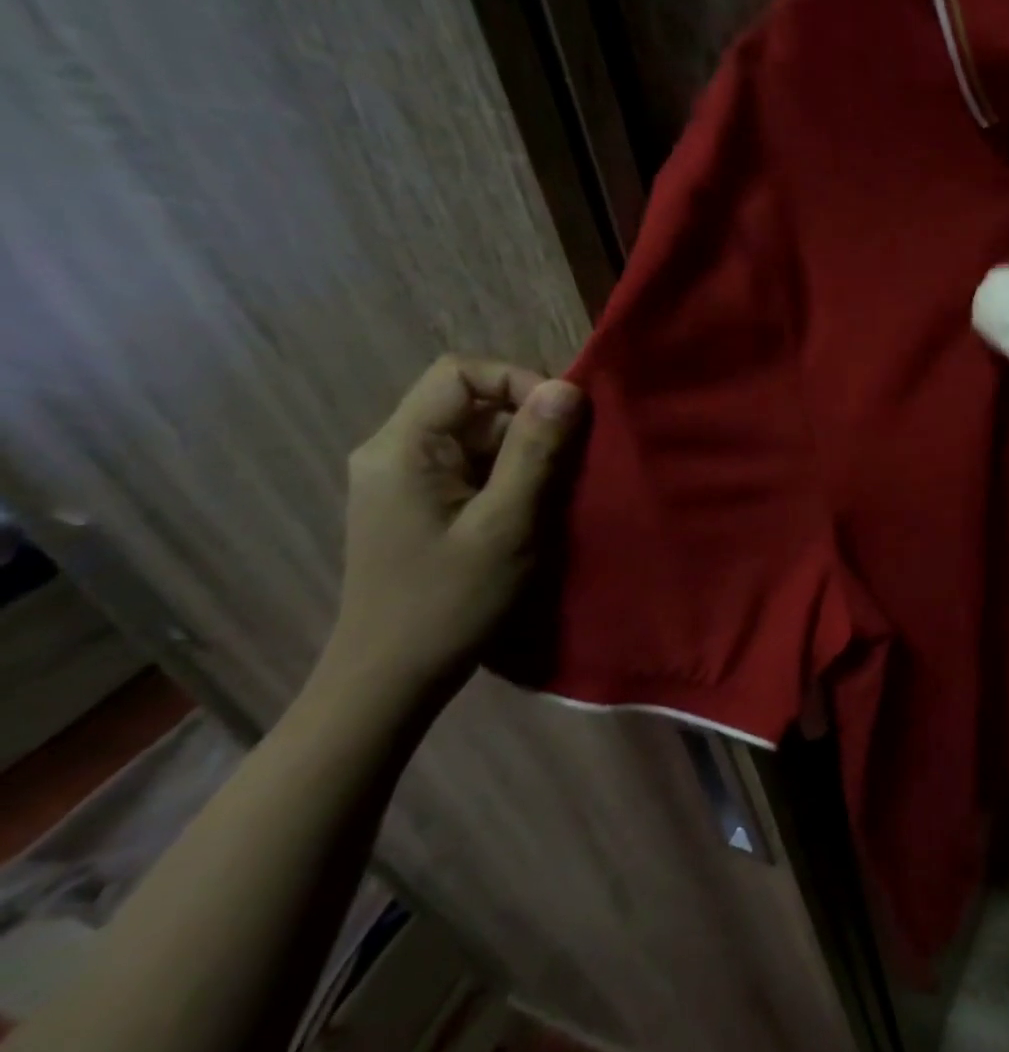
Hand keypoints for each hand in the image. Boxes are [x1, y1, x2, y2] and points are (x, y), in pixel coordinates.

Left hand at [314, 356, 585, 715]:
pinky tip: (533, 509)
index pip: (460, 373)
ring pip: (475, 435)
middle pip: (470, 402)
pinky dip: (509, 476)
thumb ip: (536, 452)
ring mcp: (403, 479)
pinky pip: (471, 466)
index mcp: (402, 448)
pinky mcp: (418, 504)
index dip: (518, 380)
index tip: (564, 419)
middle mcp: (393, 451)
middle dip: (529, 422)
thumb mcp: (507, 524)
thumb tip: (567, 388)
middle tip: (574, 461)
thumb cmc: (450, 602)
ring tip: (559, 490)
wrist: (391, 678)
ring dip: (525, 452)